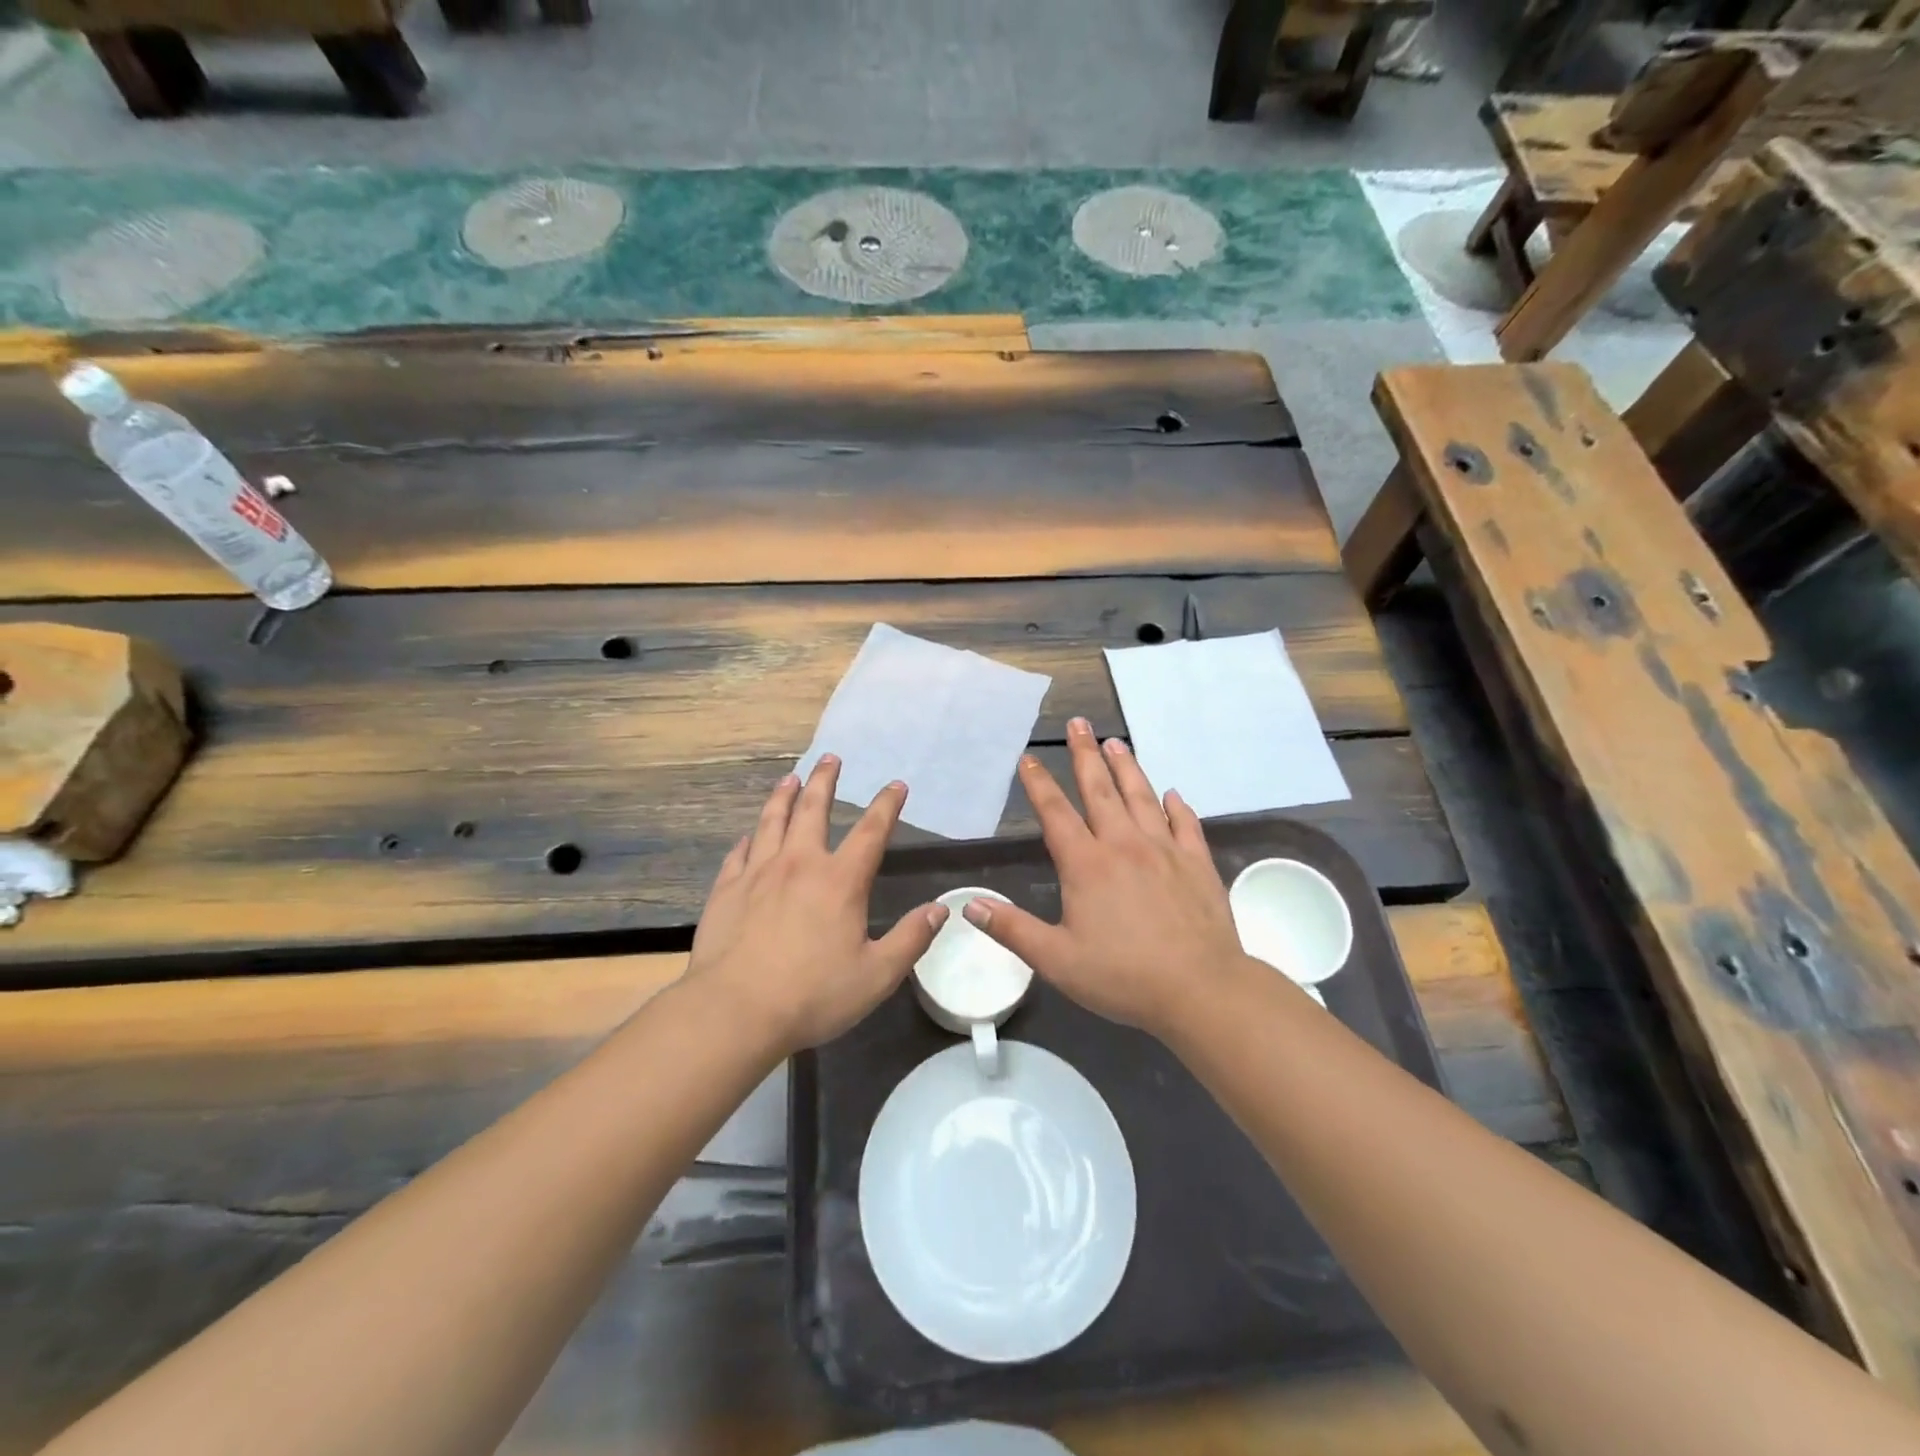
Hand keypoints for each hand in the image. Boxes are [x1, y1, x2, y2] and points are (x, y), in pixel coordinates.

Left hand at [686, 755, 948, 1055]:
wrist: (735, 1011)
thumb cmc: (812, 995)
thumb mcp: (876, 975)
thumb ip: (911, 939)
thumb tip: (941, 909)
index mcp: (840, 881)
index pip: (871, 831)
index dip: (886, 805)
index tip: (896, 785)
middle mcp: (799, 864)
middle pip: (813, 809)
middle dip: (825, 781)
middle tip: (830, 758)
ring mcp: (758, 873)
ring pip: (772, 821)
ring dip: (784, 796)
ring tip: (790, 778)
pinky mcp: (727, 890)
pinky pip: (739, 853)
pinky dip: (749, 839)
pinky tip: (750, 836)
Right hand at [961, 718, 1250, 1038]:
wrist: (1201, 989)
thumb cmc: (1123, 977)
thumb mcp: (1056, 960)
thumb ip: (1012, 930)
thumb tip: (970, 904)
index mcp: (1086, 865)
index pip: (1056, 813)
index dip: (1039, 784)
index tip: (1028, 758)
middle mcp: (1124, 845)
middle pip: (1100, 790)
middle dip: (1085, 755)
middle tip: (1079, 723)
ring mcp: (1165, 850)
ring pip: (1142, 797)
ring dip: (1127, 767)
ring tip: (1116, 741)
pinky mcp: (1197, 863)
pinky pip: (1185, 824)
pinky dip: (1177, 806)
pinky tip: (1172, 794)